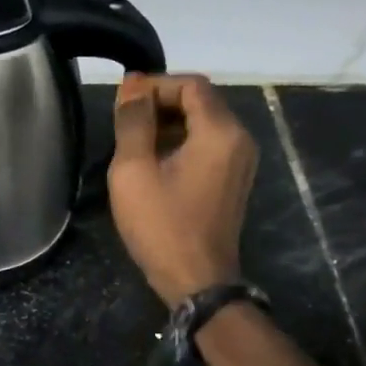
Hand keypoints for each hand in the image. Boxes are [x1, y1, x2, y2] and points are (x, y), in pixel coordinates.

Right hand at [107, 73, 258, 305]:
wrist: (197, 281)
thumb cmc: (162, 226)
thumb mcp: (134, 171)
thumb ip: (133, 123)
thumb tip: (133, 86)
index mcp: (220, 132)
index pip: (191, 85)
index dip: (155, 85)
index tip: (123, 101)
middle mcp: (240, 139)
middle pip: (201, 102)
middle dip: (161, 103)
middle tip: (124, 121)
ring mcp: (241, 162)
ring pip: (204, 124)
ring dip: (169, 124)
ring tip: (134, 141)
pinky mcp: (234, 181)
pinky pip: (209, 146)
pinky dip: (182, 143)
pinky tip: (155, 162)